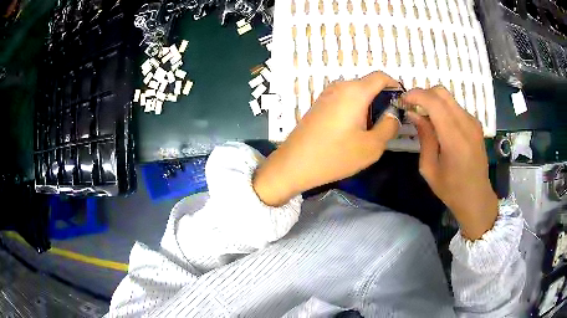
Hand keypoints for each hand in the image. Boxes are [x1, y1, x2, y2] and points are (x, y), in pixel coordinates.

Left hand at [253, 72, 400, 205]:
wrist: (294, 164)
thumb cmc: (335, 156)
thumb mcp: (372, 146)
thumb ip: (389, 126)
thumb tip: (394, 113)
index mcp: (355, 92)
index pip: (381, 77)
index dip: (395, 86)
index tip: (401, 103)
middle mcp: (340, 86)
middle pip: (368, 84)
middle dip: (382, 99)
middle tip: (388, 122)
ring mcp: (327, 94)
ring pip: (356, 93)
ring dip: (368, 105)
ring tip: (371, 129)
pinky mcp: (319, 104)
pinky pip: (343, 99)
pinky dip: (355, 108)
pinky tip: (353, 129)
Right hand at [402, 86, 497, 239]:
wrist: (477, 197)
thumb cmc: (451, 189)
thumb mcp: (429, 168)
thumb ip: (424, 137)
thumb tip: (414, 113)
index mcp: (454, 138)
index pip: (434, 102)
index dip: (416, 95)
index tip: (403, 100)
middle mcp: (466, 124)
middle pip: (442, 93)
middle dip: (424, 94)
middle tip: (413, 107)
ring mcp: (473, 123)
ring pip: (449, 98)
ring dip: (433, 101)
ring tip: (425, 117)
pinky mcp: (476, 124)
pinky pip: (456, 107)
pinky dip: (444, 109)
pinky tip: (439, 125)